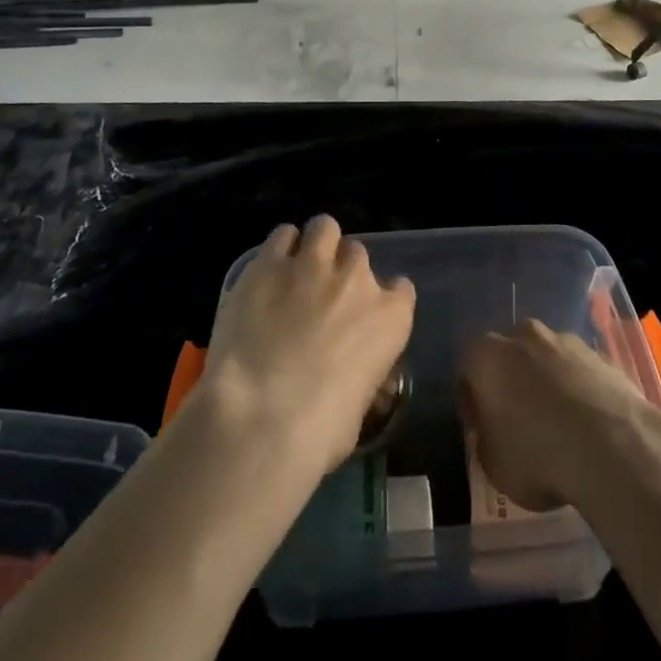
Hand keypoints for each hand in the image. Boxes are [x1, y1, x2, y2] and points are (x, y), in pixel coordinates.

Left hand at [201, 215, 415, 475]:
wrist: (260, 416)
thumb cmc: (318, 433)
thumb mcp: (358, 412)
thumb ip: (361, 378)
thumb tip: (348, 381)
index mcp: (390, 318)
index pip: (401, 289)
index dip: (382, 299)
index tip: (364, 314)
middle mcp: (357, 280)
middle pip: (358, 254)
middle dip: (342, 271)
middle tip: (321, 296)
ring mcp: (312, 264)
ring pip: (324, 228)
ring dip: (316, 244)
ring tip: (297, 268)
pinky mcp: (269, 262)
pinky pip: (283, 235)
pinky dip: (280, 248)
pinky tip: (269, 270)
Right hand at [459, 319, 660, 512]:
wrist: (612, 447)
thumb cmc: (538, 455)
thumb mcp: (494, 466)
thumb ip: (487, 442)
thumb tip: (494, 435)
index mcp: (487, 355)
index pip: (468, 371)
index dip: (471, 403)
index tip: (481, 432)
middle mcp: (523, 335)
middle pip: (510, 357)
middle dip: (511, 384)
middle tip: (519, 423)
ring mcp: (566, 341)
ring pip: (547, 360)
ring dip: (547, 384)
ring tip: (560, 427)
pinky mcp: (601, 355)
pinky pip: (579, 372)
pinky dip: (579, 391)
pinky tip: (588, 426)